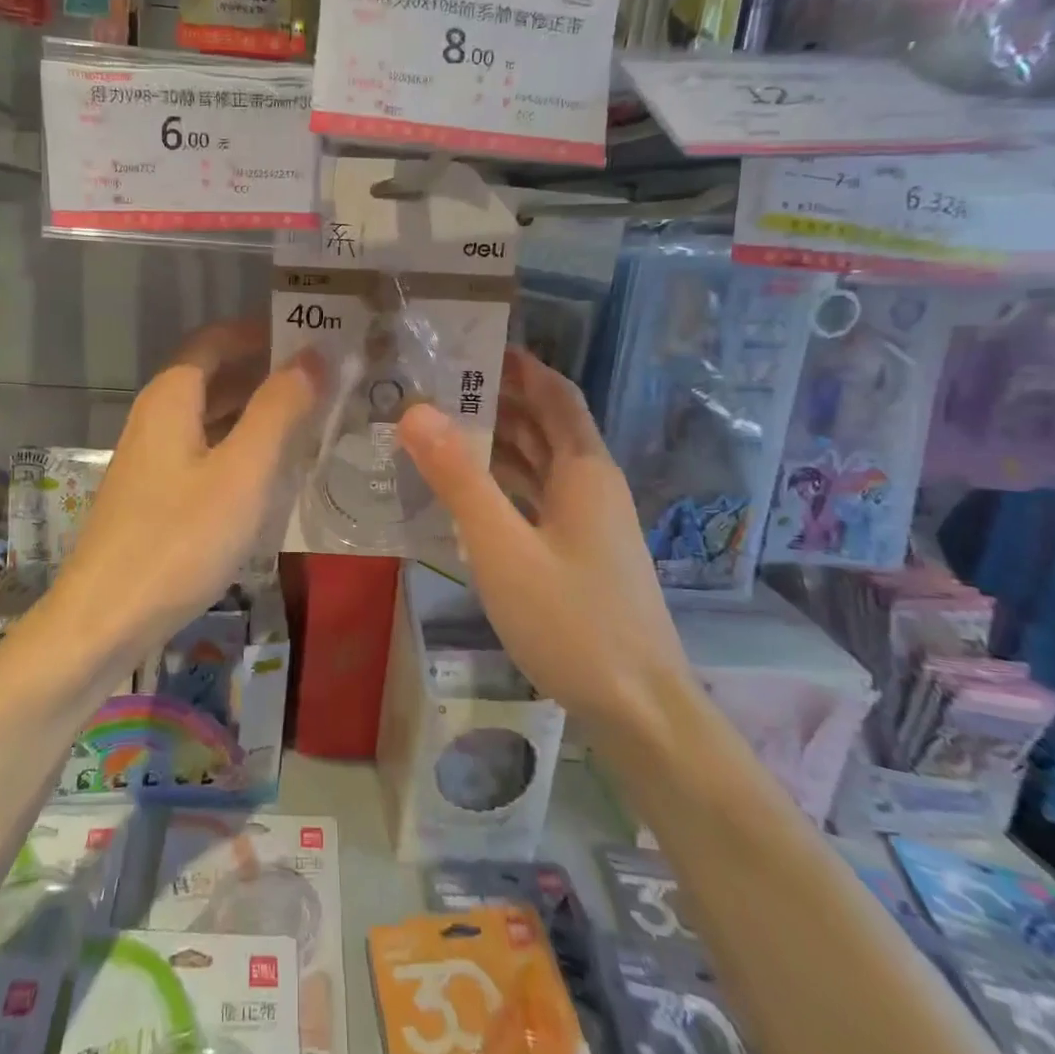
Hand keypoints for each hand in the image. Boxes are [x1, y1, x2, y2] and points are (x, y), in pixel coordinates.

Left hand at [56, 321, 322, 653]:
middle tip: (323, 379)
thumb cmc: (179, 539)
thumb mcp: (242, 472)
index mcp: (171, 397)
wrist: (104, 619)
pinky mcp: (154, 495)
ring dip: (254, 411)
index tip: (309, 336)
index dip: (260, 332)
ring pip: (209, 417)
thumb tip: (312, 356)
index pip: (216, 340)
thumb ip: (279, 410)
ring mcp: (151, 458)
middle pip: (213, 376)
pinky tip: (269, 471)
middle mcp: (155, 417)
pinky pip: (203, 451)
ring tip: (308, 419)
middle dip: (264, 371)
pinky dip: (238, 446)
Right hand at [397, 347, 692, 725]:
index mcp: (583, 469)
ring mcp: (588, 522)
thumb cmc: (571, 620)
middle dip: (498, 400)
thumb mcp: (503, 547)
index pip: (555, 393)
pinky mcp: (580, 553)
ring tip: (438, 429)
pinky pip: (537, 498)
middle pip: (545, 424)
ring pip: (540, 463)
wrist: (639, 709)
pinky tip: (465, 493)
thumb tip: (416, 411)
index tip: (472, 344)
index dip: (520, 364)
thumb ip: (459, 479)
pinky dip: (503, 484)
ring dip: (497, 442)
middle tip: (435, 386)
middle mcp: (591, 485)